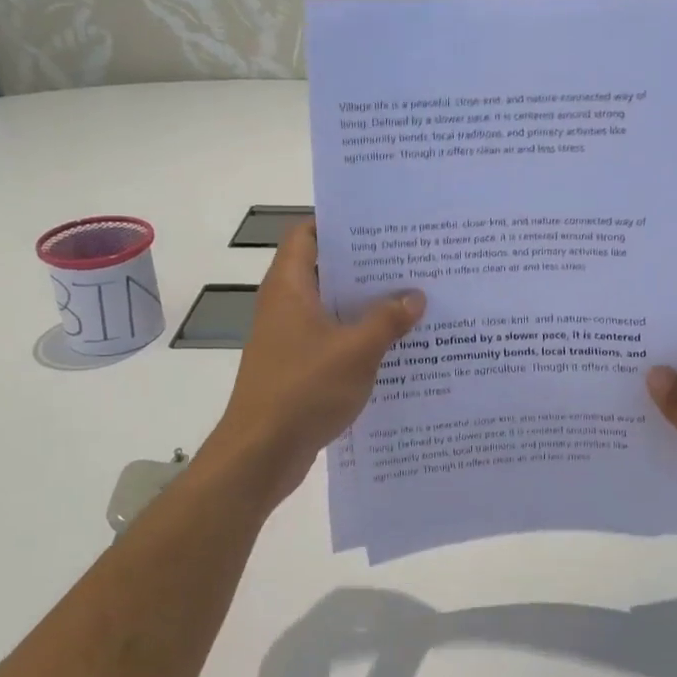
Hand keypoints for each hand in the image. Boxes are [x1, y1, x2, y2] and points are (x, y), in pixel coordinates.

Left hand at [201, 222, 423, 504]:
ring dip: (367, 305)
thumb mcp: (356, 351)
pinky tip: (396, 345)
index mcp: (290, 287)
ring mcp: (290, 338)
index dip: (339, 223)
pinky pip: (333, 339)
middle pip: (326, 270)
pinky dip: (360, 337)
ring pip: (333, 308)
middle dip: (367, 266)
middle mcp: (286, 305)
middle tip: (411, 260)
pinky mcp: (298, 367)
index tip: (380, 223)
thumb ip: (388, 319)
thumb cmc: (303, 390)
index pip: (307, 234)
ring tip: (414, 298)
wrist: (260, 453)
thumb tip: (416, 296)